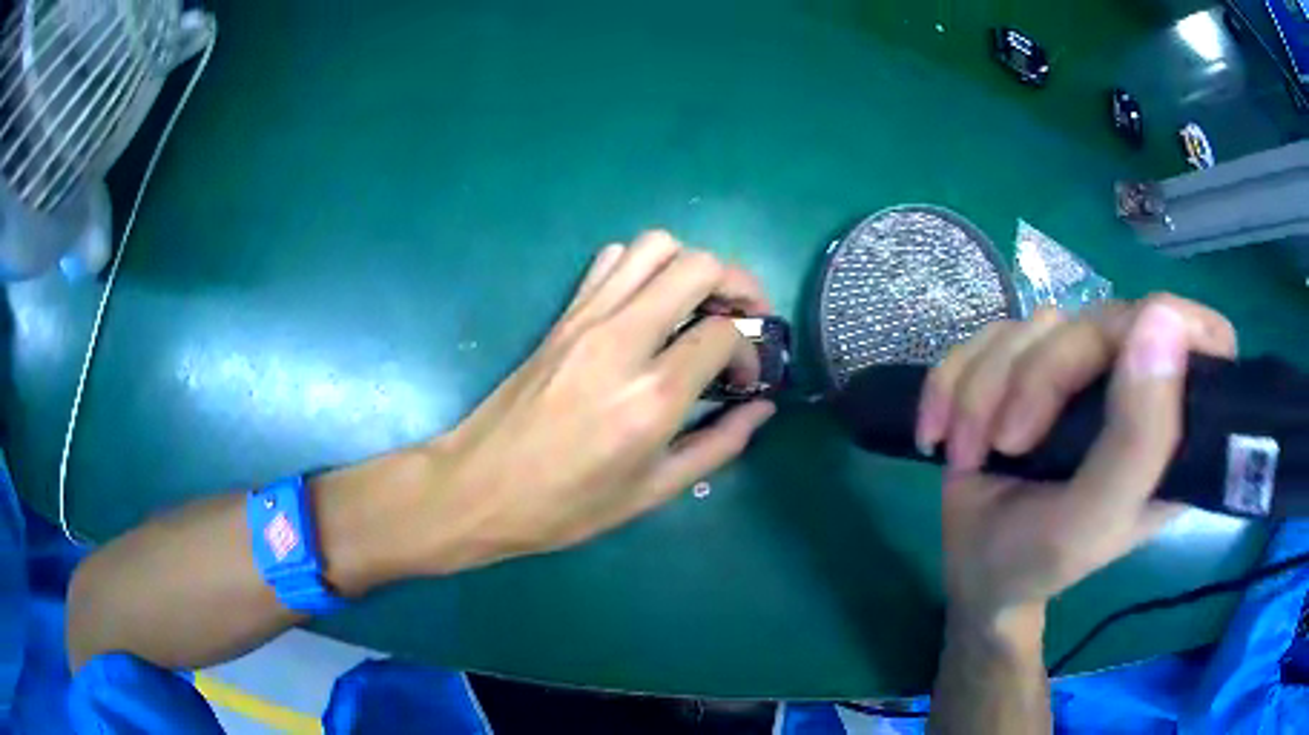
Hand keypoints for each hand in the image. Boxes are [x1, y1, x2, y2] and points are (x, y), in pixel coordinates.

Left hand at [407, 231, 774, 573]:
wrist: (479, 487)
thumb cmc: (566, 505)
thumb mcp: (653, 492)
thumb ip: (718, 445)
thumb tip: (762, 408)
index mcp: (652, 395)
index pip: (725, 333)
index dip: (750, 350)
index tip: (743, 380)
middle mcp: (623, 339)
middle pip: (699, 266)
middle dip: (738, 285)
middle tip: (744, 320)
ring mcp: (587, 318)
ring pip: (655, 246)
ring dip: (691, 267)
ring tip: (700, 306)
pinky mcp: (563, 315)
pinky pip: (612, 260)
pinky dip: (643, 266)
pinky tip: (648, 305)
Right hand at [916, 295, 1237, 626]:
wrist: (973, 570)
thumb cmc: (1039, 561)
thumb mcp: (1092, 520)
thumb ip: (1138, 439)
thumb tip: (1161, 320)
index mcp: (1172, 428)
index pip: (1206, 339)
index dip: (1178, 327)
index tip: (1126, 361)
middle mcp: (1134, 386)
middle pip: (1100, 320)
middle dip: (1036, 376)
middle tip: (1003, 443)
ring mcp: (1079, 372)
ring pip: (1034, 326)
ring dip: (983, 390)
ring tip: (966, 454)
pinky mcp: (1028, 364)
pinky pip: (986, 335)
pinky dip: (951, 382)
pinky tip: (939, 432)